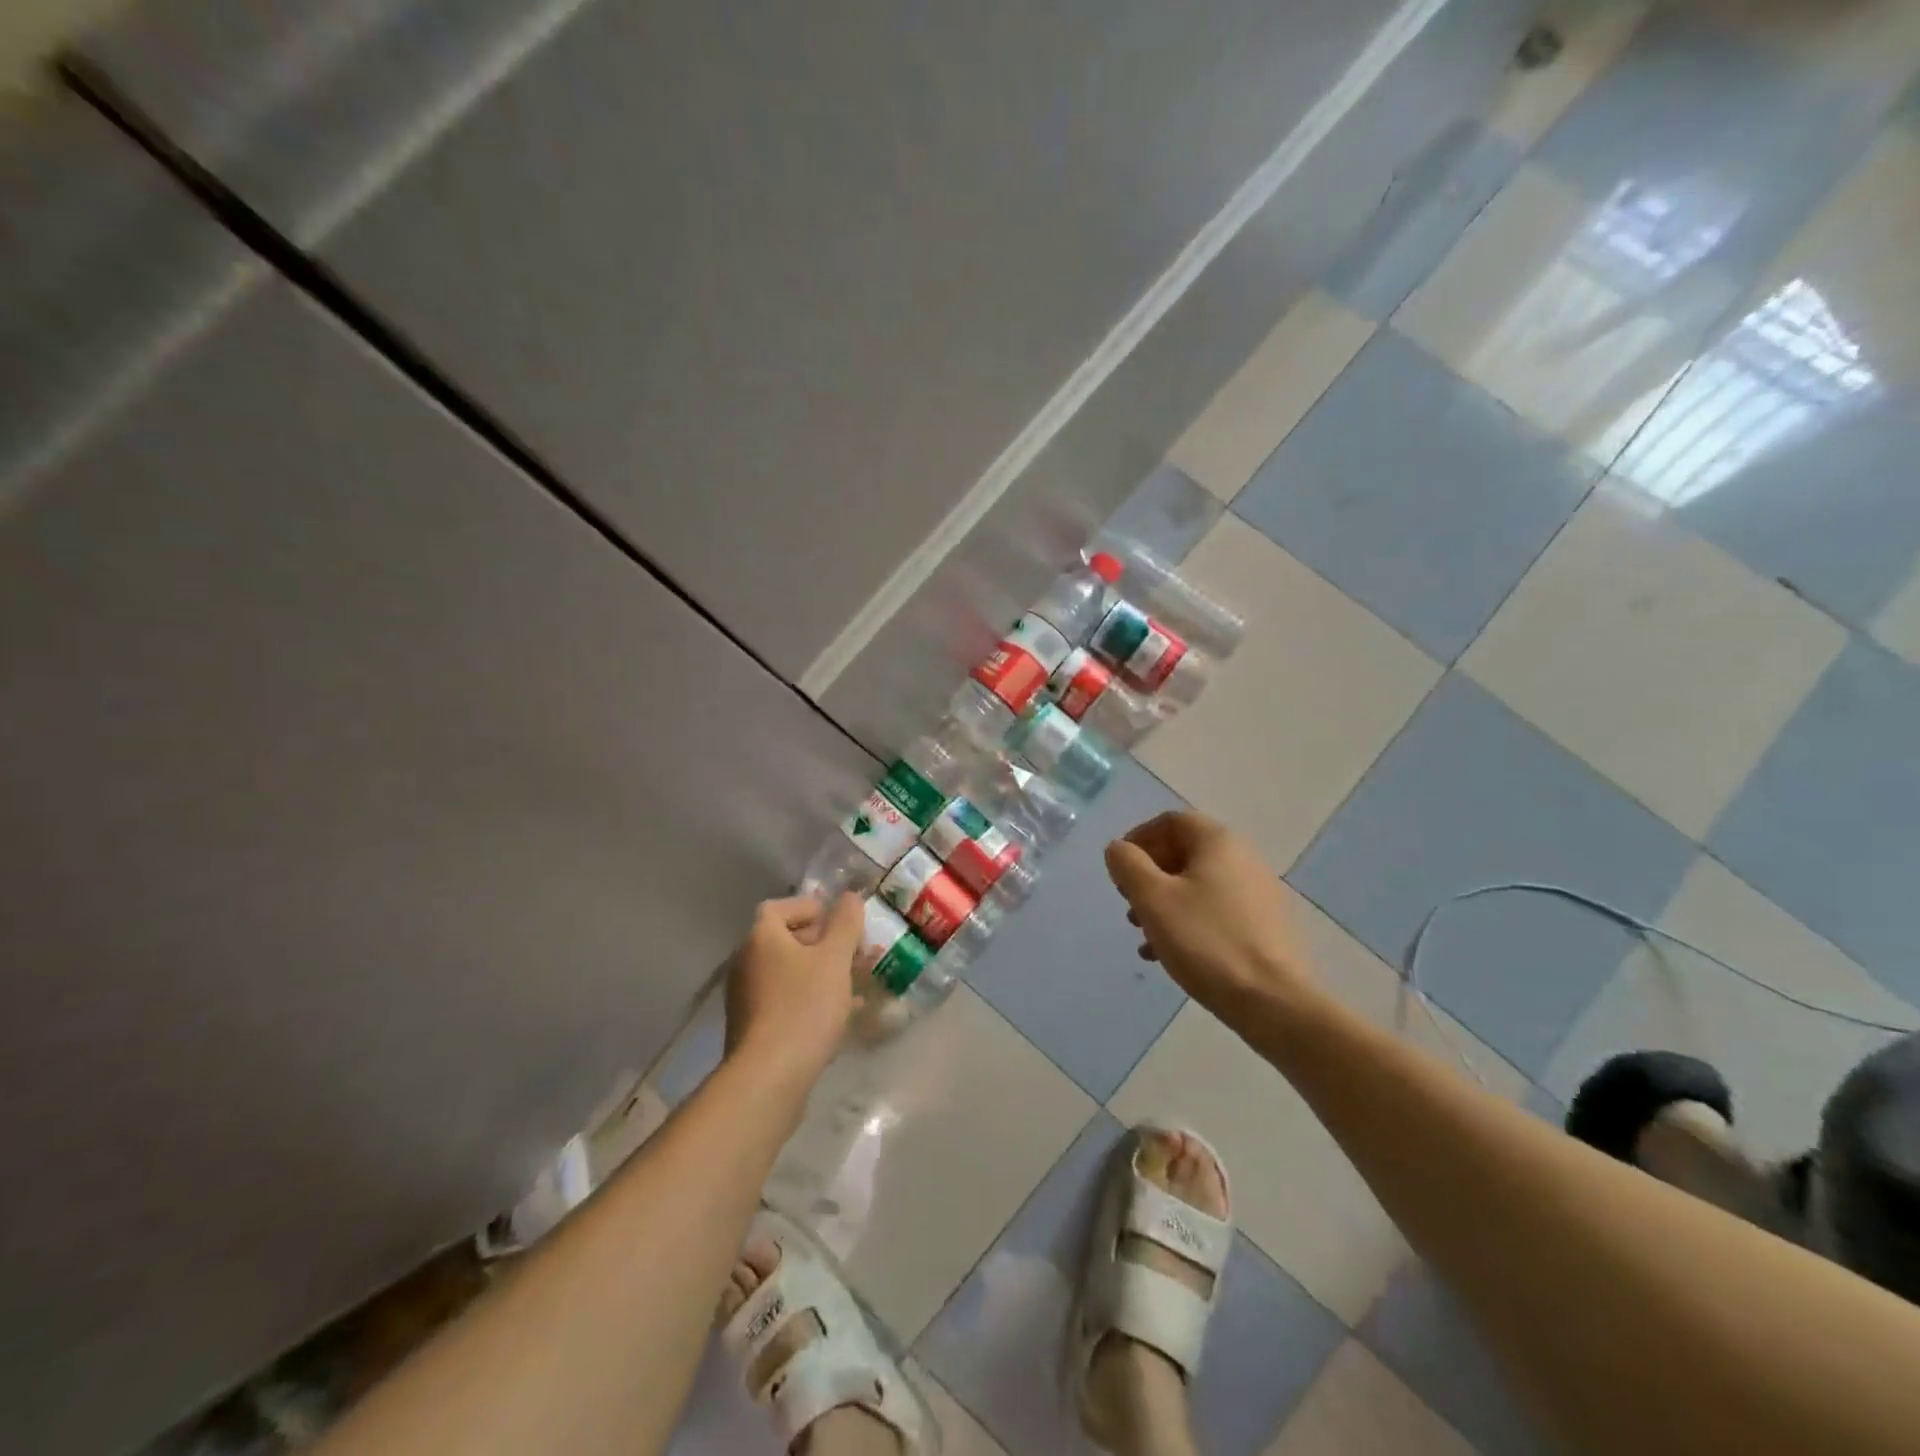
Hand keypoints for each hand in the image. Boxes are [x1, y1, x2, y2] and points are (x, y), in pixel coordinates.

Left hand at [724, 894, 862, 1082]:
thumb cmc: (804, 1007)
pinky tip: (842, 1013)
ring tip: (857, 982)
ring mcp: (748, 997)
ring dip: (823, 972)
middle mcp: (747, 962)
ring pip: (791, 973)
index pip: (780, 907)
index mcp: (761, 938)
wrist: (769, 1077)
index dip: (811, 908)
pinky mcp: (754, 1027)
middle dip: (826, 943)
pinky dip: (813, 998)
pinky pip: (787, 1000)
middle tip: (857, 952)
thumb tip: (850, 896)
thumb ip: (845, 924)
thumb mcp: (834, 959)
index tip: (840, 921)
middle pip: (787, 940)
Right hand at [1105, 811, 1313, 1018]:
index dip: (1138, 839)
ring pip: (1197, 884)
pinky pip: (1214, 910)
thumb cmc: (1205, 941)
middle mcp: (1242, 857)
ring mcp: (1256, 892)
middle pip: (1183, 852)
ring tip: (1142, 933)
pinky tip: (1166, 953)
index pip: (1170, 821)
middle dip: (1148, 875)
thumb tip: (1119, 849)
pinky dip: (1186, 921)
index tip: (1119, 870)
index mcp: (1218, 841)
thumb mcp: (1153, 899)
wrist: (1272, 1001)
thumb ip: (1128, 865)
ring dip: (1163, 901)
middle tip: (1128, 904)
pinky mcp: (1263, 925)